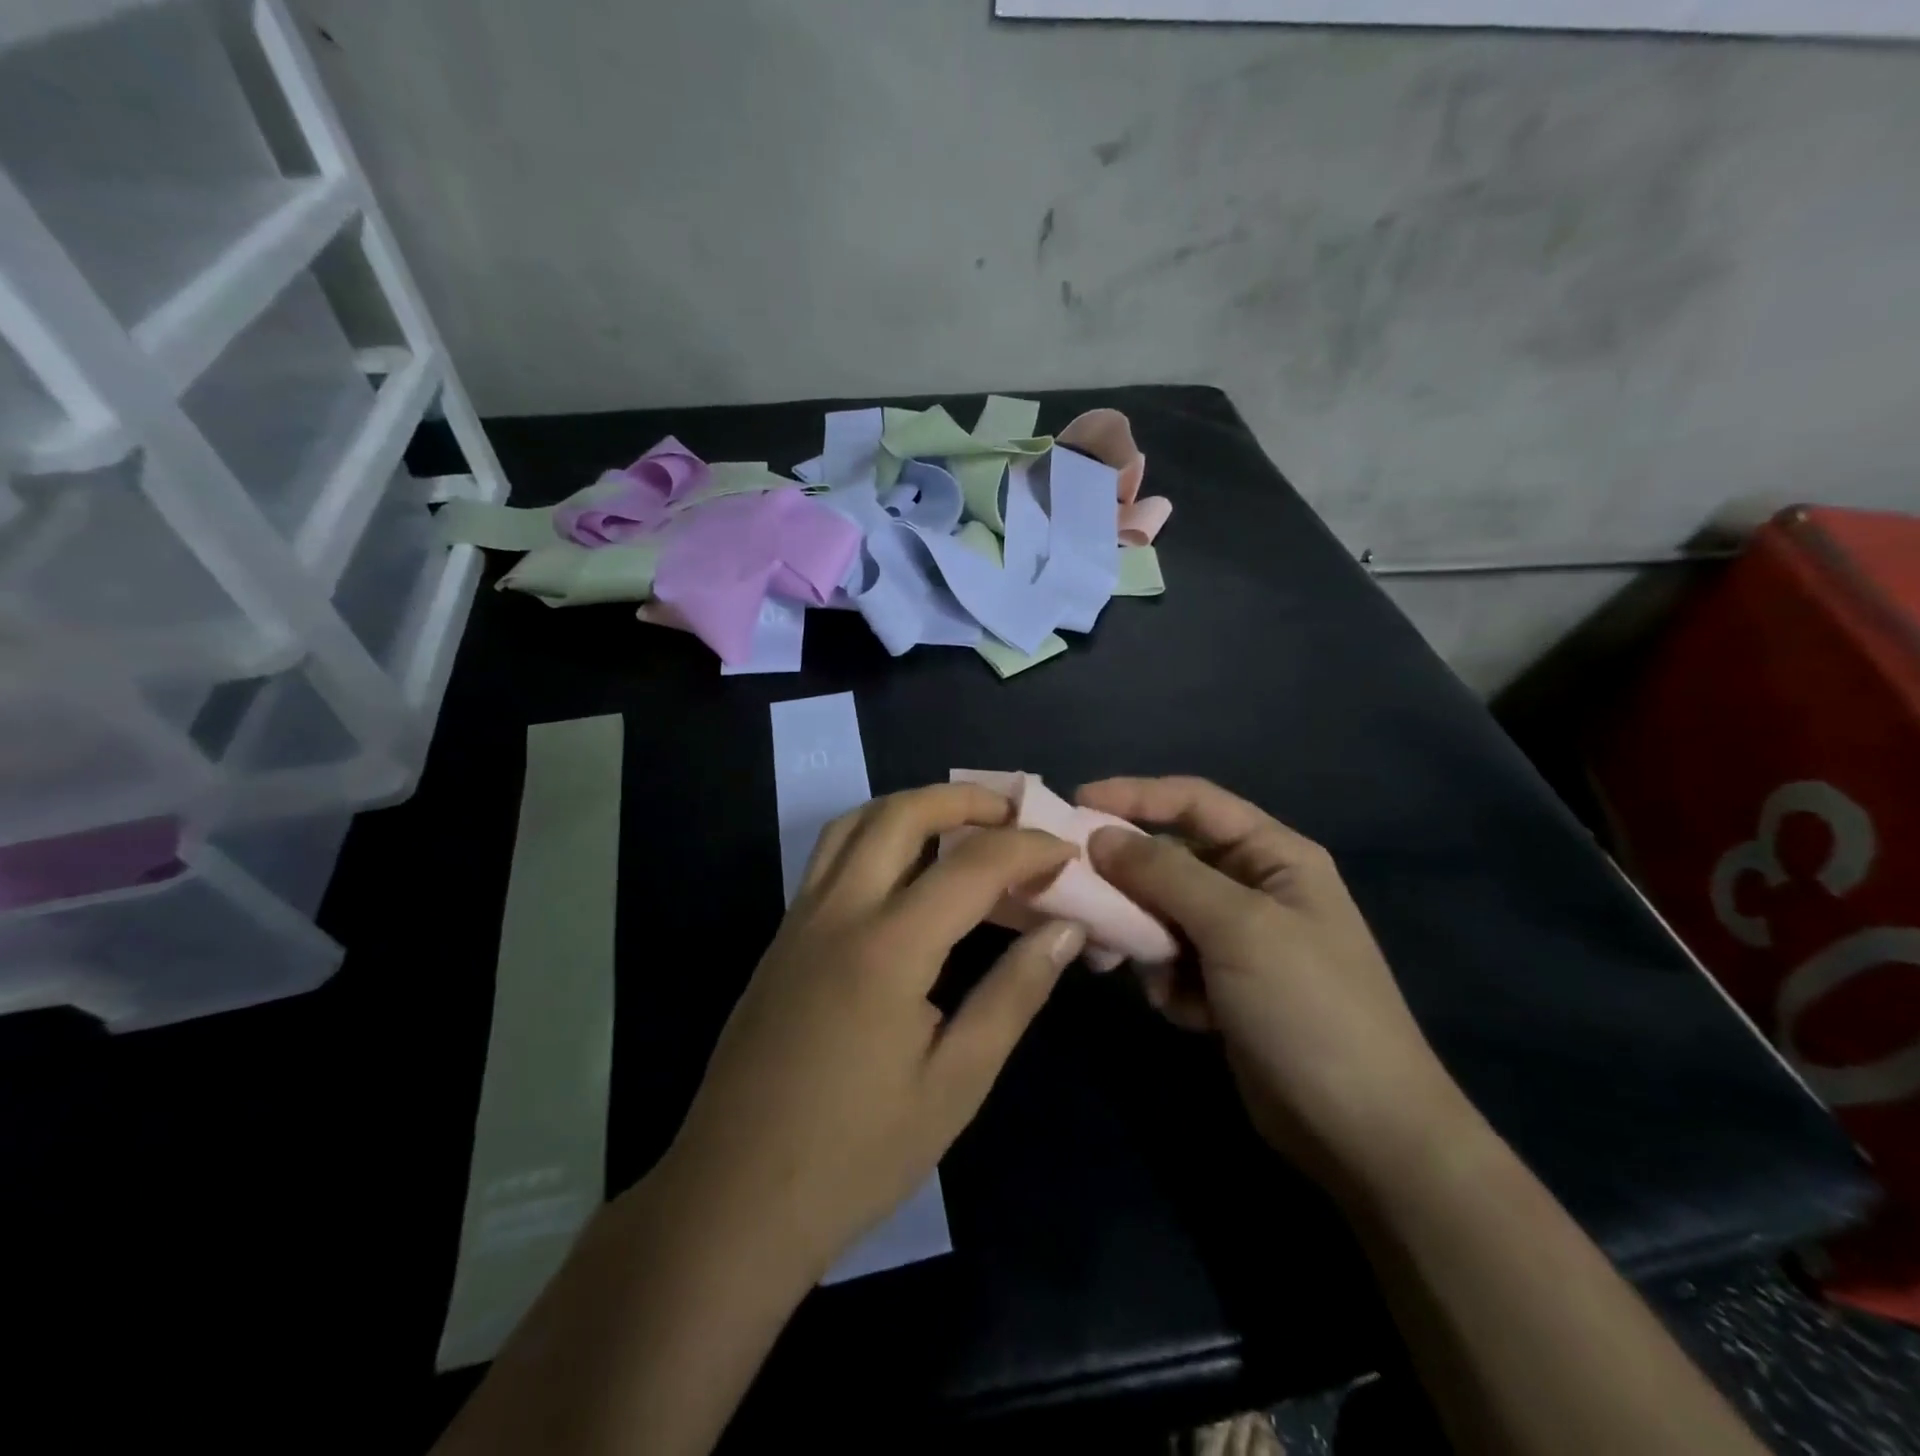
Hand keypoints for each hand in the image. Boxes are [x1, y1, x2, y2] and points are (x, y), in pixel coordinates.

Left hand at [661, 783, 1084, 1280]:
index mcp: (887, 948)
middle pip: (900, 815)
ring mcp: (799, 921)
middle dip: (963, 799)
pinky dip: (875, 836)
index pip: (972, 866)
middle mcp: (837, 913)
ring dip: (911, 807)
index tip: (1067, 853)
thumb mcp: (956, 1083)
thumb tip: (1066, 930)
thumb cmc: (856, 1155)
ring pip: (853, 824)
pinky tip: (904, 874)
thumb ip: (1014, 994)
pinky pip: (830, 857)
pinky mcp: (780, 940)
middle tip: (1013, 813)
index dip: (1029, 849)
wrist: (733, 1201)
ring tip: (960, 825)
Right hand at [1080, 776, 1474, 1197]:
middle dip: (1127, 880)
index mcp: (1273, 856)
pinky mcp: (1224, 986)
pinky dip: (1166, 980)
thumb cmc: (1308, 1008)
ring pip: (1161, 912)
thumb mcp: (1237, 927)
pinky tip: (1186, 1013)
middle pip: (1170, 859)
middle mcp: (1254, 887)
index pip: (1193, 801)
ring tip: (1127, 964)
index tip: (1075, 804)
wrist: (1362, 1133)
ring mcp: (1239, 940)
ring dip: (1142, 937)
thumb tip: (1099, 836)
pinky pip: (1171, 960)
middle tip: (1080, 897)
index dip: (1134, 795)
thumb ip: (1165, 873)